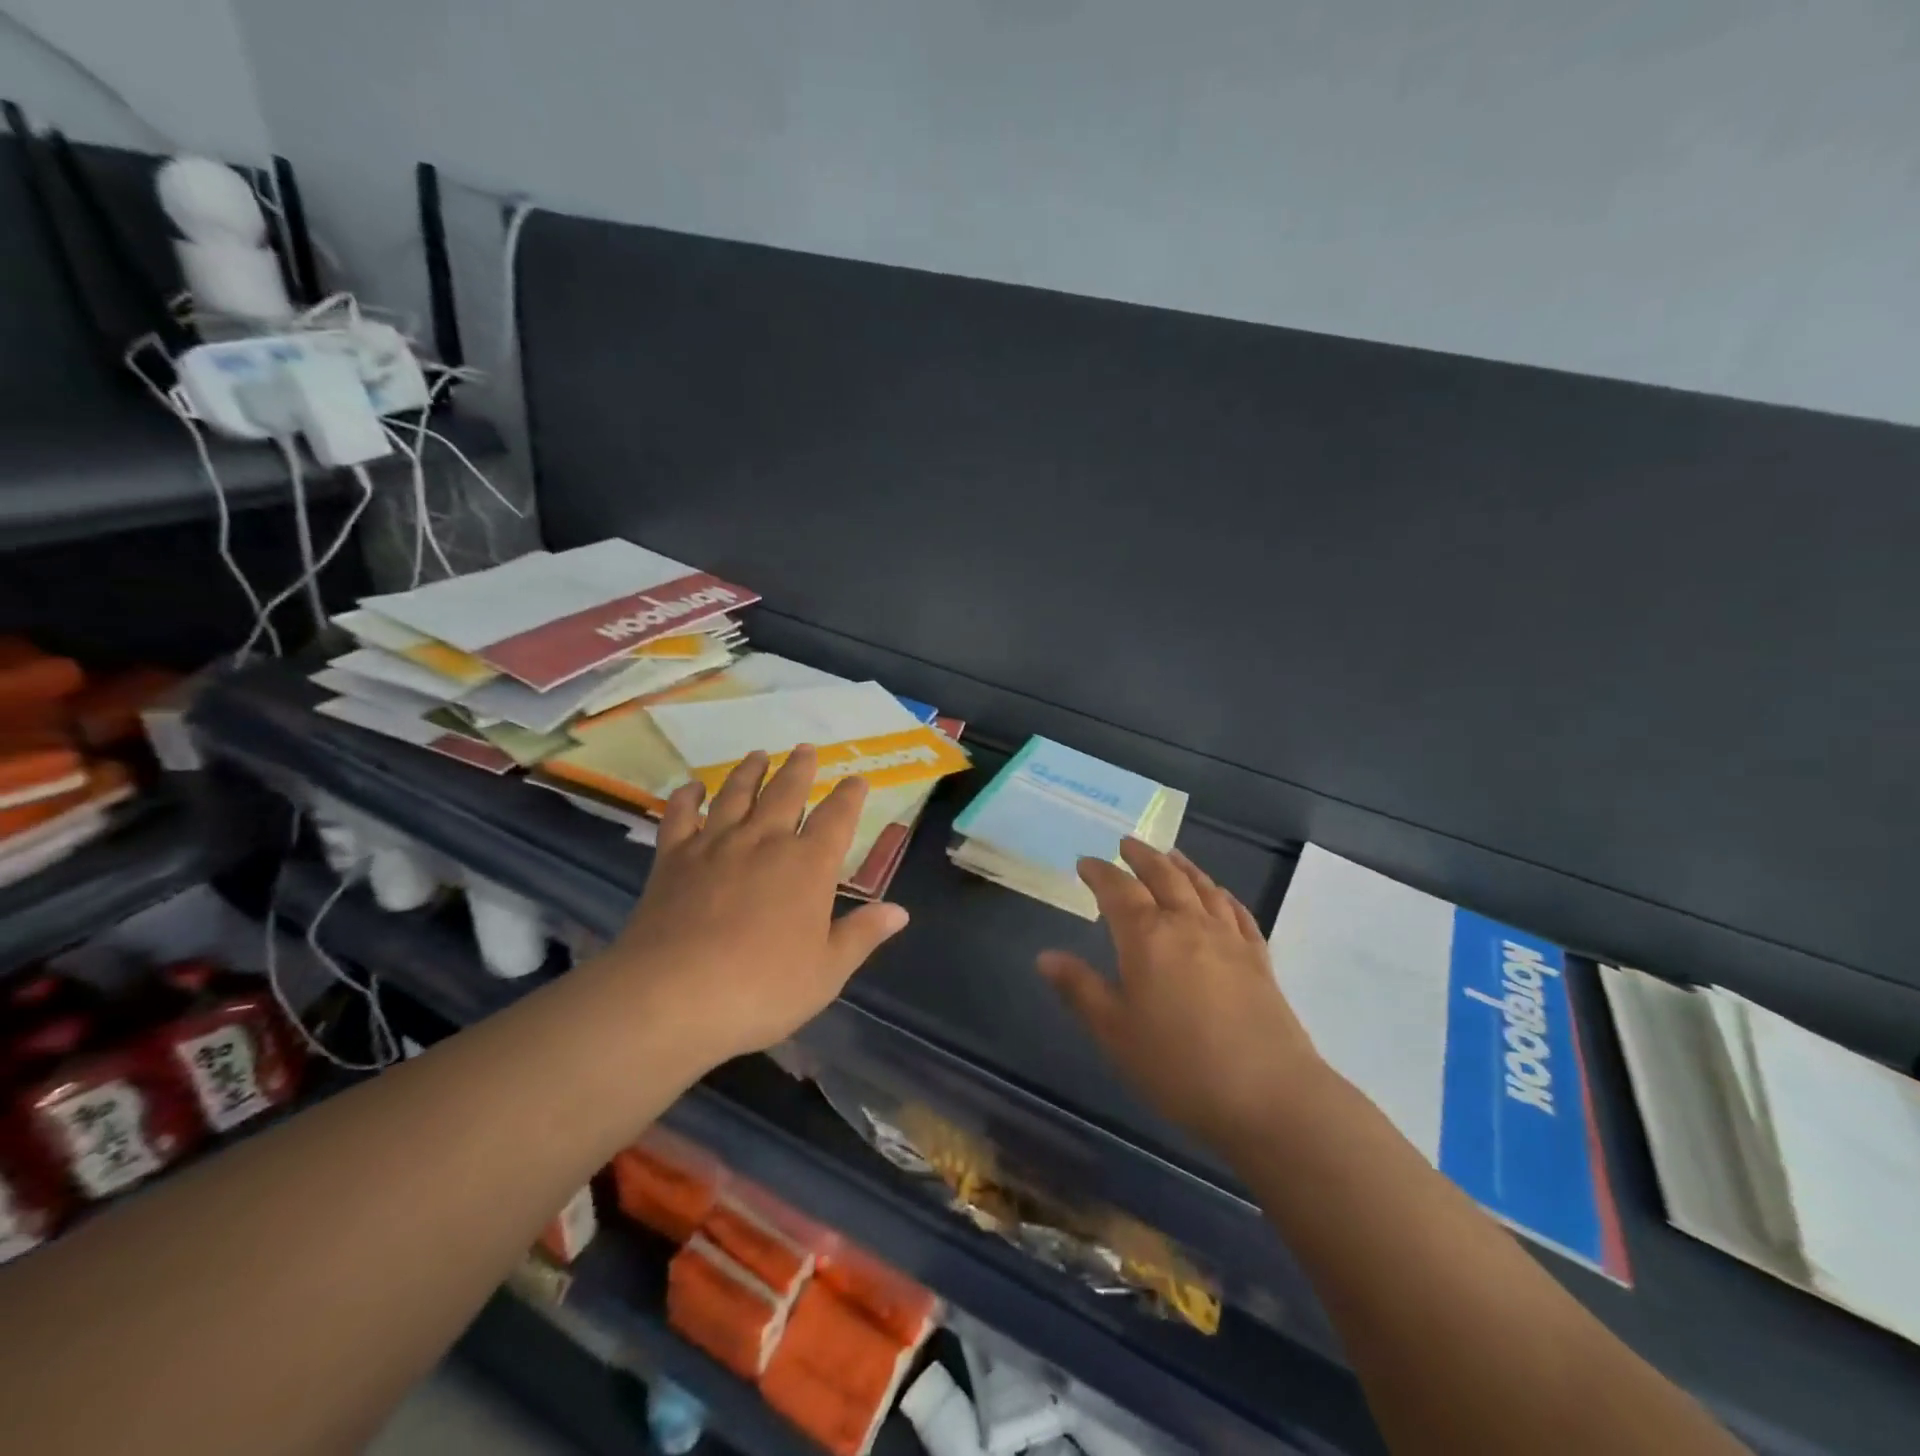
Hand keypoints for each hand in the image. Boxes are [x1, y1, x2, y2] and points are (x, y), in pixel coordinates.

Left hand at [595, 748, 908, 1066]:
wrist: (672, 996)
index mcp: (808, 865)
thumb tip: (899, 911)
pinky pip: (680, 816)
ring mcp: (715, 845)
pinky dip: (687, 797)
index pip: (837, 817)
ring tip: (759, 754)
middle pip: (786, 792)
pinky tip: (693, 787)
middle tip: (805, 749)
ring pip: (736, 793)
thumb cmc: (761, 989)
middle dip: (800, 768)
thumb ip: (862, 935)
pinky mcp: (672, 859)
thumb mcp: (826, 972)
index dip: (849, 795)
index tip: (856, 779)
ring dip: (750, 771)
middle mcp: (764, 841)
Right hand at [1038, 841, 1326, 1153]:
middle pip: (1163, 876)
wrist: (1270, 1097)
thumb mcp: (1115, 1032)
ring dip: (1181, 866)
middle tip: (1126, 844)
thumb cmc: (1179, 1066)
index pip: (1118, 890)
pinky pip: (1237, 911)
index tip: (1085, 863)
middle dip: (1141, 857)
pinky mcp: (1259, 958)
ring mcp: (1229, 938)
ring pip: (1202, 887)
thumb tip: (1045, 956)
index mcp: (1148, 937)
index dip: (1100, 873)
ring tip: (1169, 855)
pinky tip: (1219, 895)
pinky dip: (1221, 894)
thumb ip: (1080, 989)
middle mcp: (1188, 924)